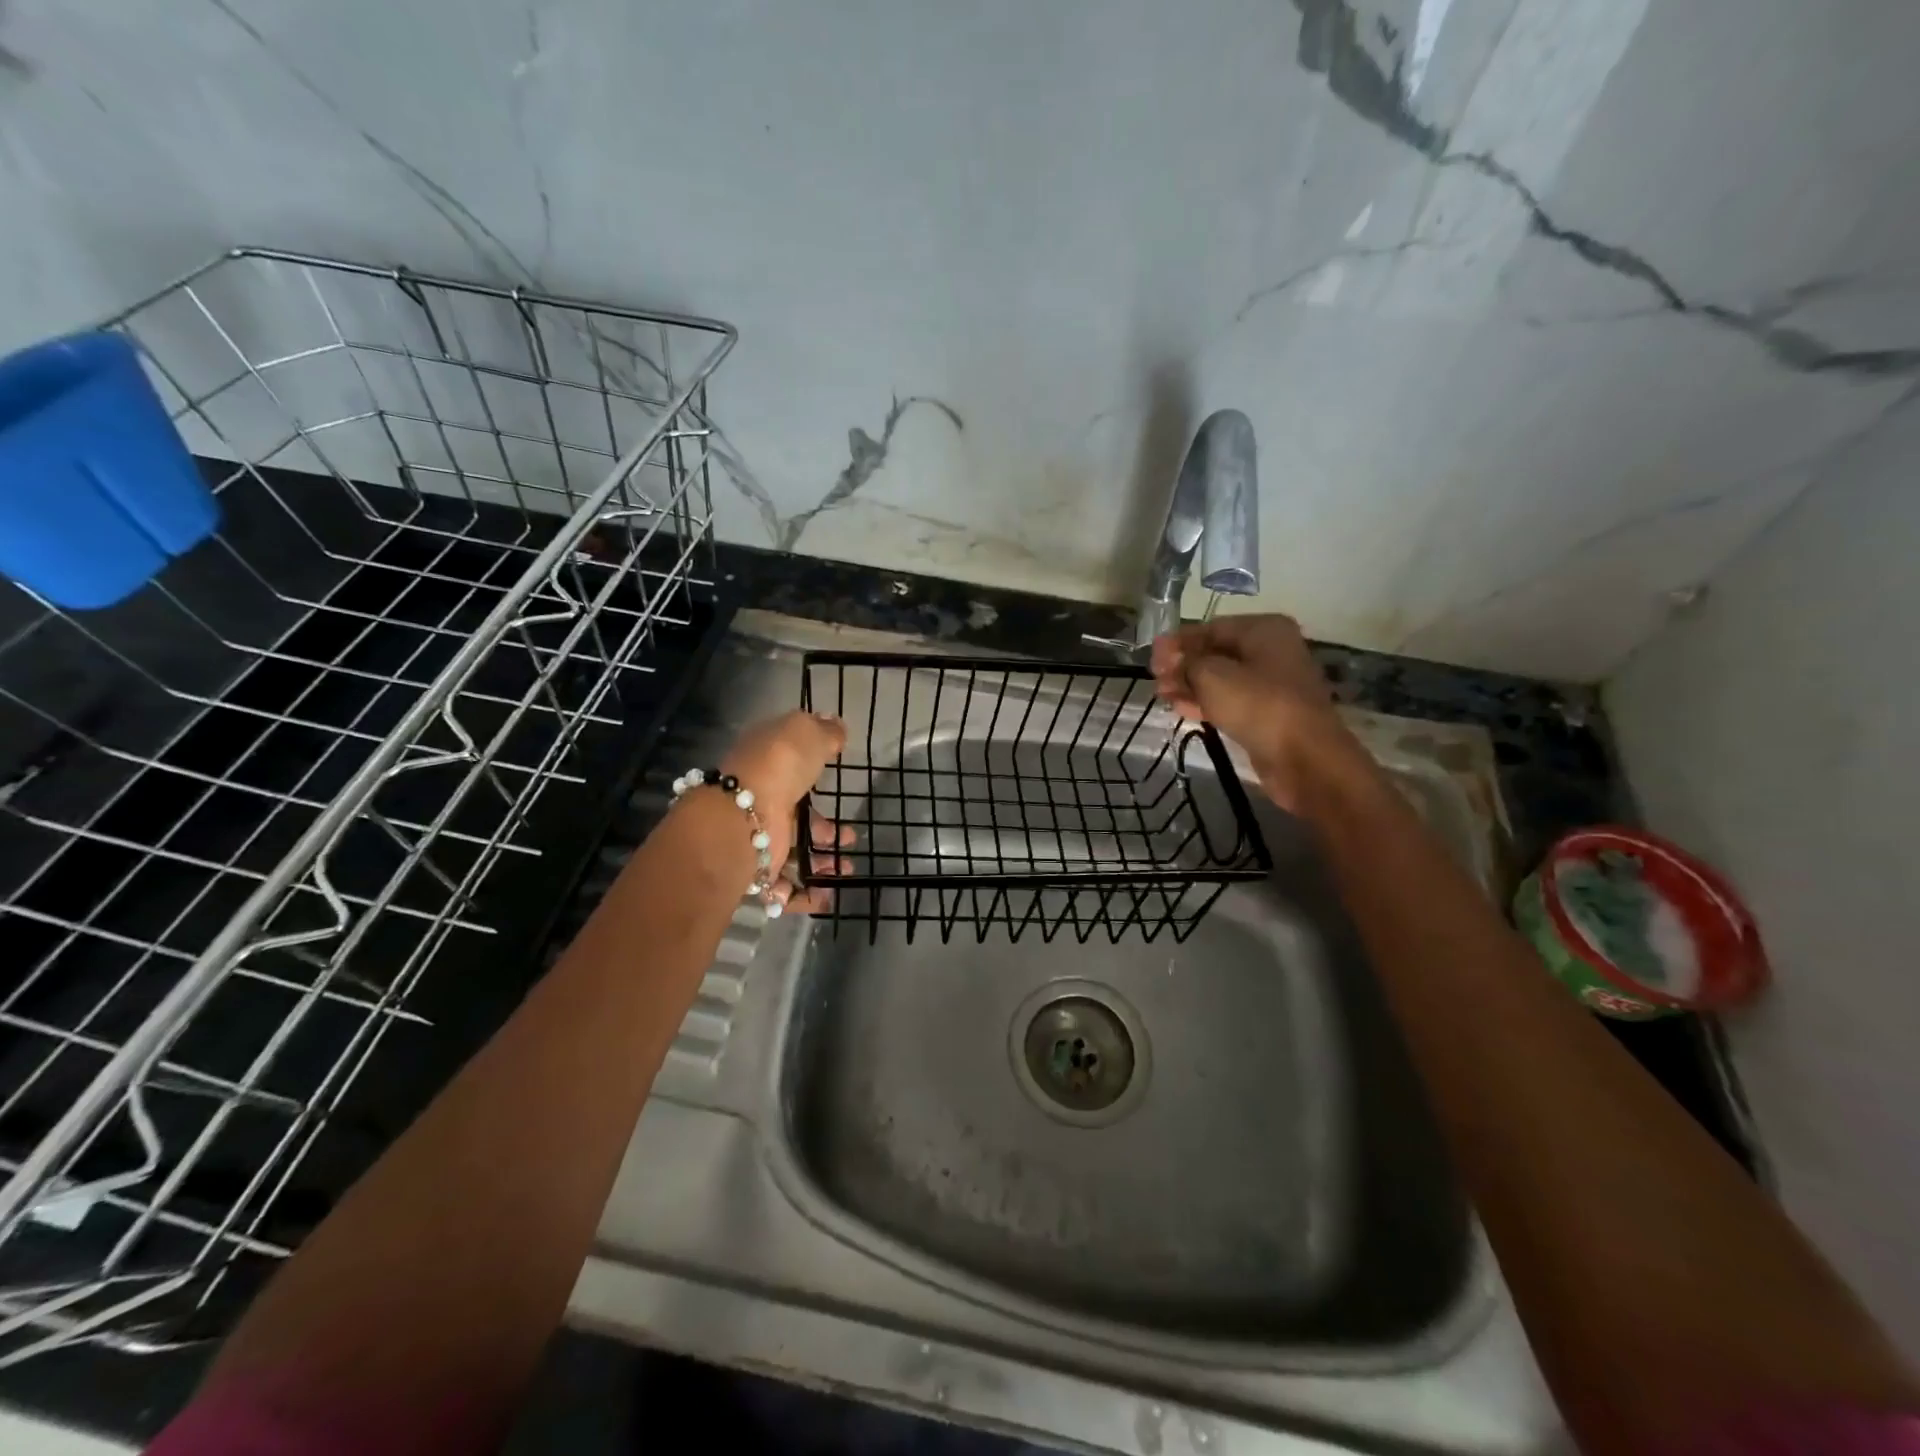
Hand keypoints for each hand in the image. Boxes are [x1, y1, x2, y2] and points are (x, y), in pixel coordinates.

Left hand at [721, 710, 851, 913]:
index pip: (790, 766)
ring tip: (845, 869)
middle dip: (826, 832)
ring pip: (796, 853)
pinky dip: (807, 895)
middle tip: (850, 839)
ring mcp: (760, 836)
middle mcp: (761, 800)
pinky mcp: (760, 868)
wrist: (742, 816)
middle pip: (798, 818)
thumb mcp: (806, 732)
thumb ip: (825, 731)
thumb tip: (836, 725)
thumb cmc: (779, 765)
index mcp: (768, 764)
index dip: (814, 772)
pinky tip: (828, 895)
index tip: (838, 781)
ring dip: (823, 864)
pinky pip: (786, 887)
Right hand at [1149, 614, 1365, 811]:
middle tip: (1155, 680)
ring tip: (1163, 696)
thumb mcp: (1211, 675)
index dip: (1178, 642)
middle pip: (1216, 653)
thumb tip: (1175, 661)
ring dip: (1190, 685)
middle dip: (1183, 665)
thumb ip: (1187, 662)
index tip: (1151, 658)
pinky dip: (1206, 702)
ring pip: (1222, 679)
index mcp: (1263, 629)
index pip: (1210, 628)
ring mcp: (1272, 683)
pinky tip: (1181, 709)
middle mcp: (1271, 650)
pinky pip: (1231, 700)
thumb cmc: (1257, 704)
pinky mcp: (1269, 713)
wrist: (1304, 757)